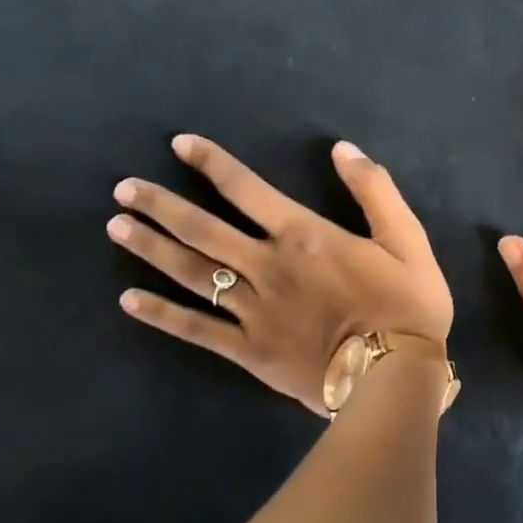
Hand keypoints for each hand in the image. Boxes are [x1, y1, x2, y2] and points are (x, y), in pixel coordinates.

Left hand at [108, 136, 451, 414]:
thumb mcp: (406, 238)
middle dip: (161, 206)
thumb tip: (342, 149)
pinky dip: (162, 315)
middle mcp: (267, 266)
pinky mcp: (248, 350)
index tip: (179, 146)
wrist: (394, 376)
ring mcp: (252, 310)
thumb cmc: (406, 304)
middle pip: (204, 230)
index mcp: (303, 236)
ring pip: (193, 273)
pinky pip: (197, 329)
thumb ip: (374, 189)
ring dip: (152, 249)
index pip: (247, 190)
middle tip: (123, 189)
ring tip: (116, 228)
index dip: (211, 163)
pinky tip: (128, 301)